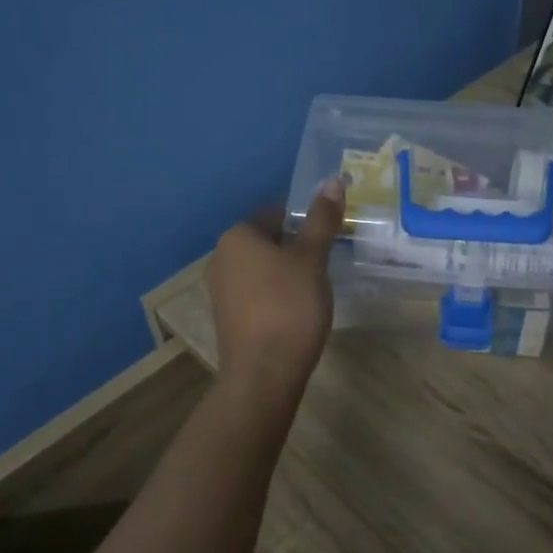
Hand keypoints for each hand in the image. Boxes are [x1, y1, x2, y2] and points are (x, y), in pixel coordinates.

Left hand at [208, 178, 343, 392]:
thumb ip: (322, 220)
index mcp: (237, 236)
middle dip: (295, 249)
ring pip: (261, 270)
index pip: (276, 214)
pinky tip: (296, 312)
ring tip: (314, 289)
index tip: (329, 239)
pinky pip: (255, 294)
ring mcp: (220, 290)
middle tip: (326, 263)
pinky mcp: (227, 317)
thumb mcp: (312, 259)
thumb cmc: (289, 306)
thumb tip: (332, 180)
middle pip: (267, 242)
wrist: (263, 373)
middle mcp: (221, 257)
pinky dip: (275, 296)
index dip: (305, 224)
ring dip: (286, 274)